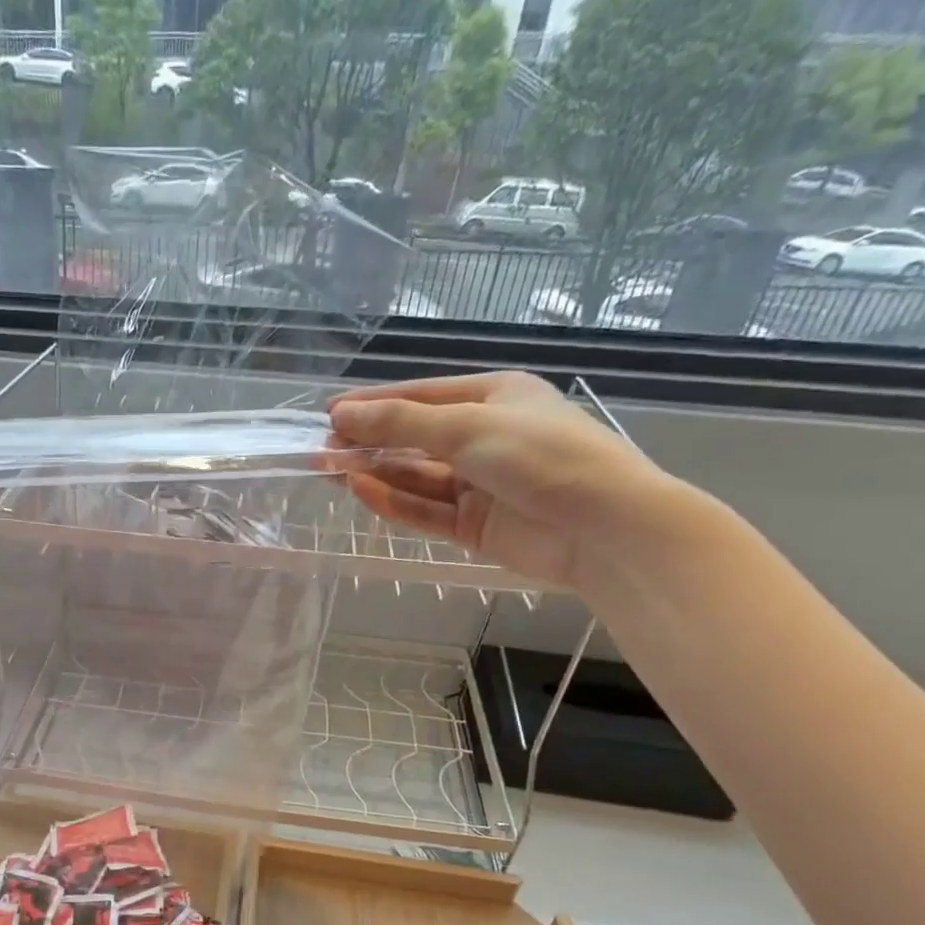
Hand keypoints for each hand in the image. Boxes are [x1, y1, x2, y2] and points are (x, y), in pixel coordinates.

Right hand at [327, 370, 694, 592]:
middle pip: (413, 438)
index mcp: (493, 398)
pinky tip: (361, 491)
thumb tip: (341, 415)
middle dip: (368, 442)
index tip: (329, 414)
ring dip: (374, 472)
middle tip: (321, 450)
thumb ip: (400, 425)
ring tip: (329, 471)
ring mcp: (479, 484)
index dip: (374, 404)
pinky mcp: (474, 525)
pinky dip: (394, 501)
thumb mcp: (466, 428)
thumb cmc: (540, 456)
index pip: (421, 397)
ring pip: (415, 476)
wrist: (603, 527)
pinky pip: (425, 509)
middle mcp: (484, 437)